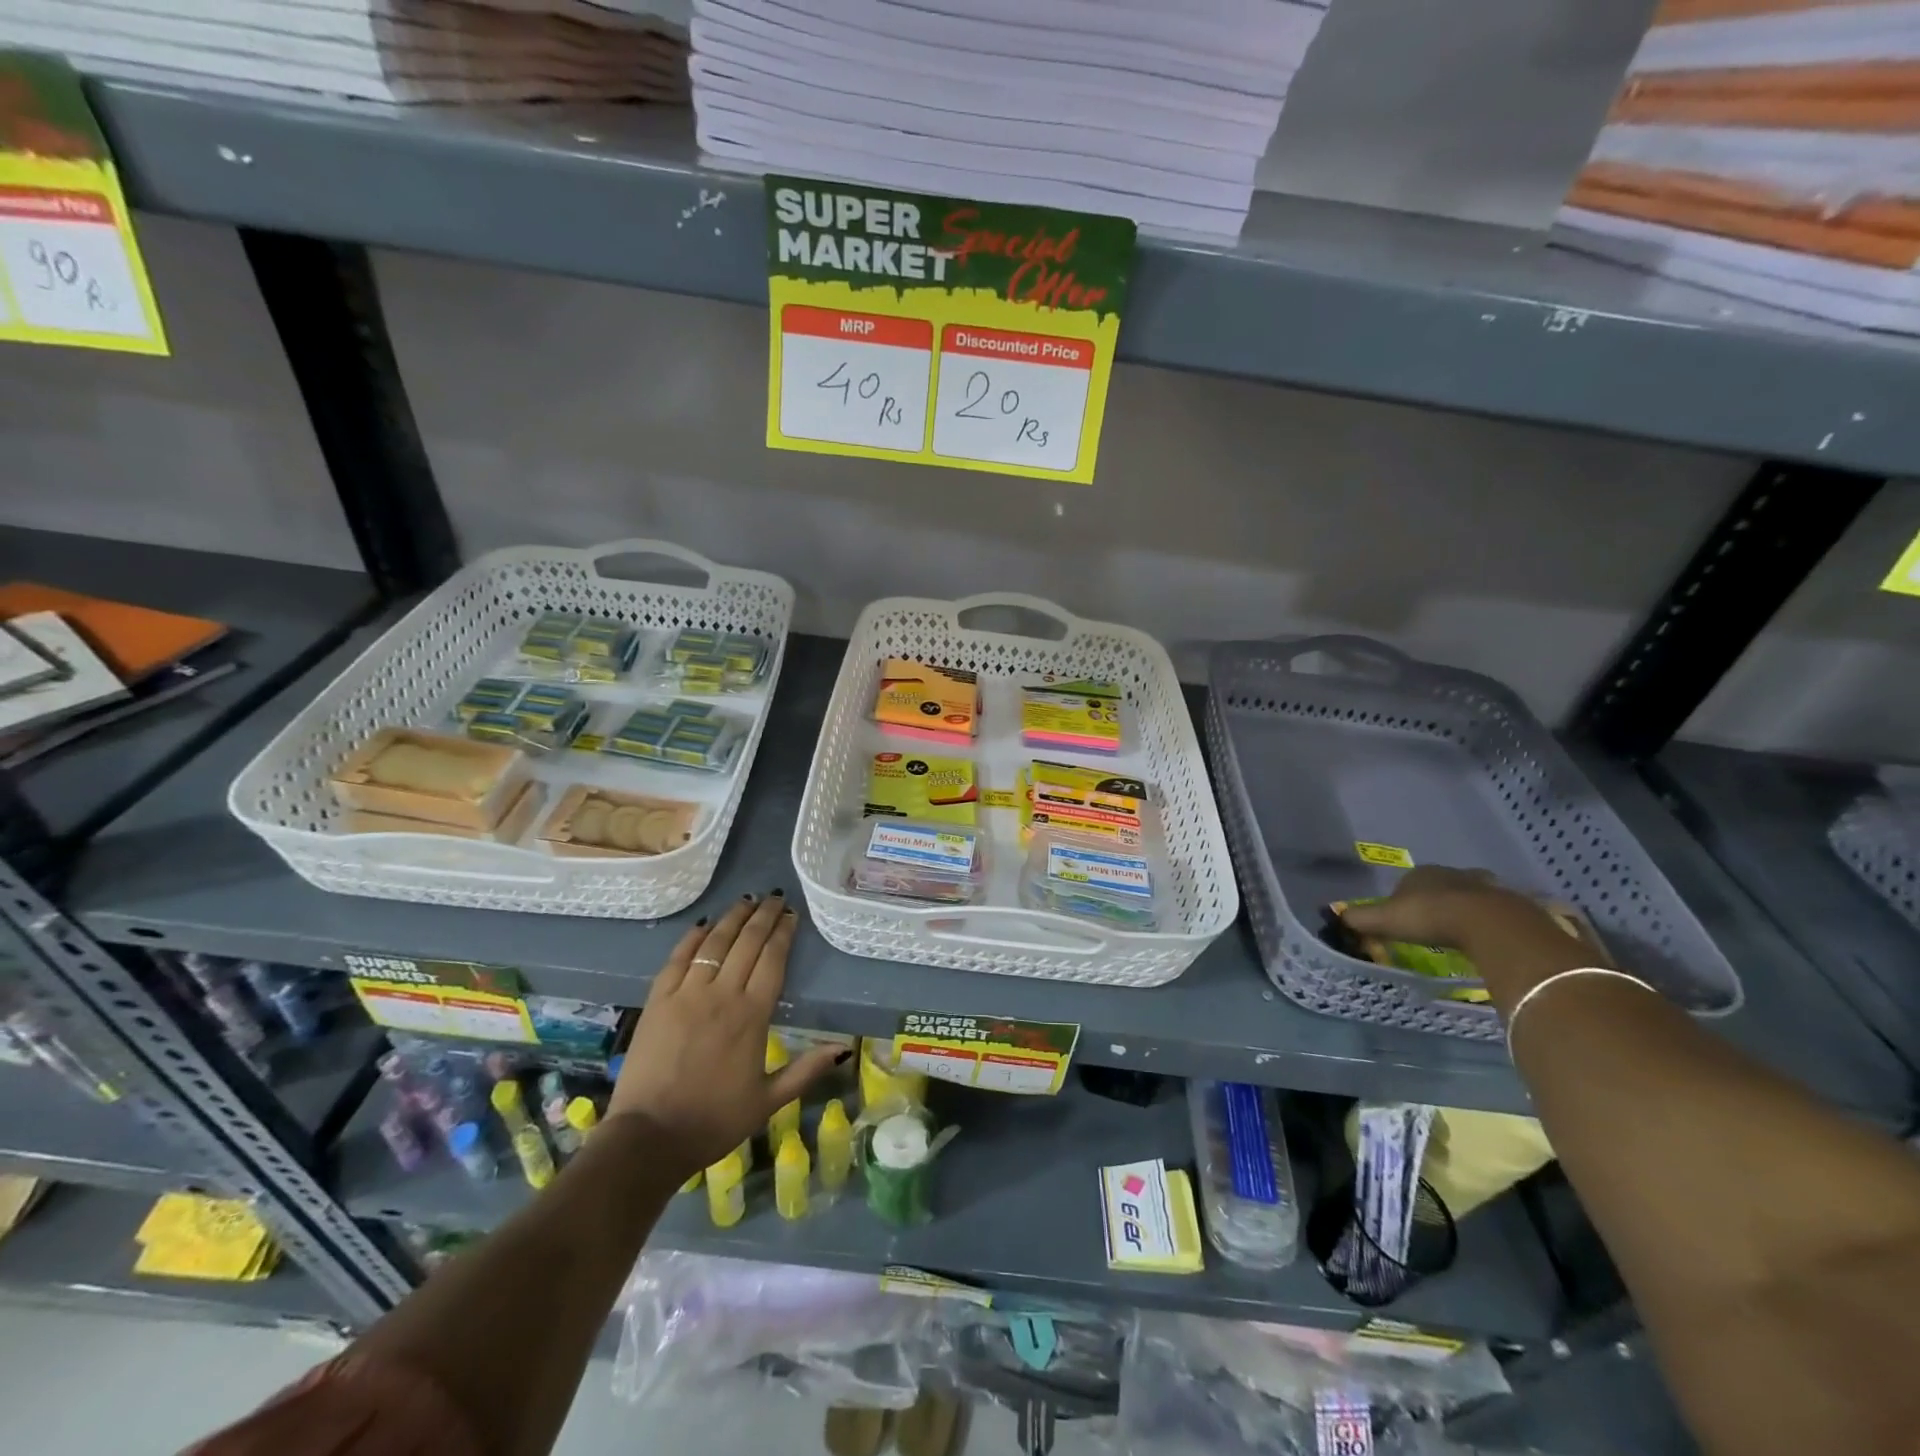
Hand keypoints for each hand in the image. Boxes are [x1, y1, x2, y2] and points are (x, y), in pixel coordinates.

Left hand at [609, 891, 845, 1175]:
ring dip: (732, 918)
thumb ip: (806, 1070)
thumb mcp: (768, 1101)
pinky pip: (678, 959)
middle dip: (763, 916)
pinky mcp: (658, 1001)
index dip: (783, 933)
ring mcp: (686, 994)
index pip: (773, 960)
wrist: (650, 1138)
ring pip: (713, 943)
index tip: (791, 915)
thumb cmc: (714, 1121)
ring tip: (746, 901)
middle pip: (746, 943)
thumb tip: (843, 1049)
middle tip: (775, 898)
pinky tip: (703, 924)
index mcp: (752, 1015)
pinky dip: (692, 938)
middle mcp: (722, 995)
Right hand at [1340, 866, 1601, 1002]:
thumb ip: (1362, 919)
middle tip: (1435, 924)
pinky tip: (1488, 937)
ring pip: (1472, 895)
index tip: (1404, 920)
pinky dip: (1491, 921)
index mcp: (1422, 874)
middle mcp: (1453, 873)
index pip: (1409, 881)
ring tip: (1463, 931)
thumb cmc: (1431, 917)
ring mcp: (1486, 887)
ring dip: (1467, 908)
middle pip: (1442, 885)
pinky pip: (1497, 911)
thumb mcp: (1387, 920)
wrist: (1489, 924)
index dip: (1404, 899)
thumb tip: (1337, 917)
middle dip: (1438, 900)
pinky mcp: (1513, 904)